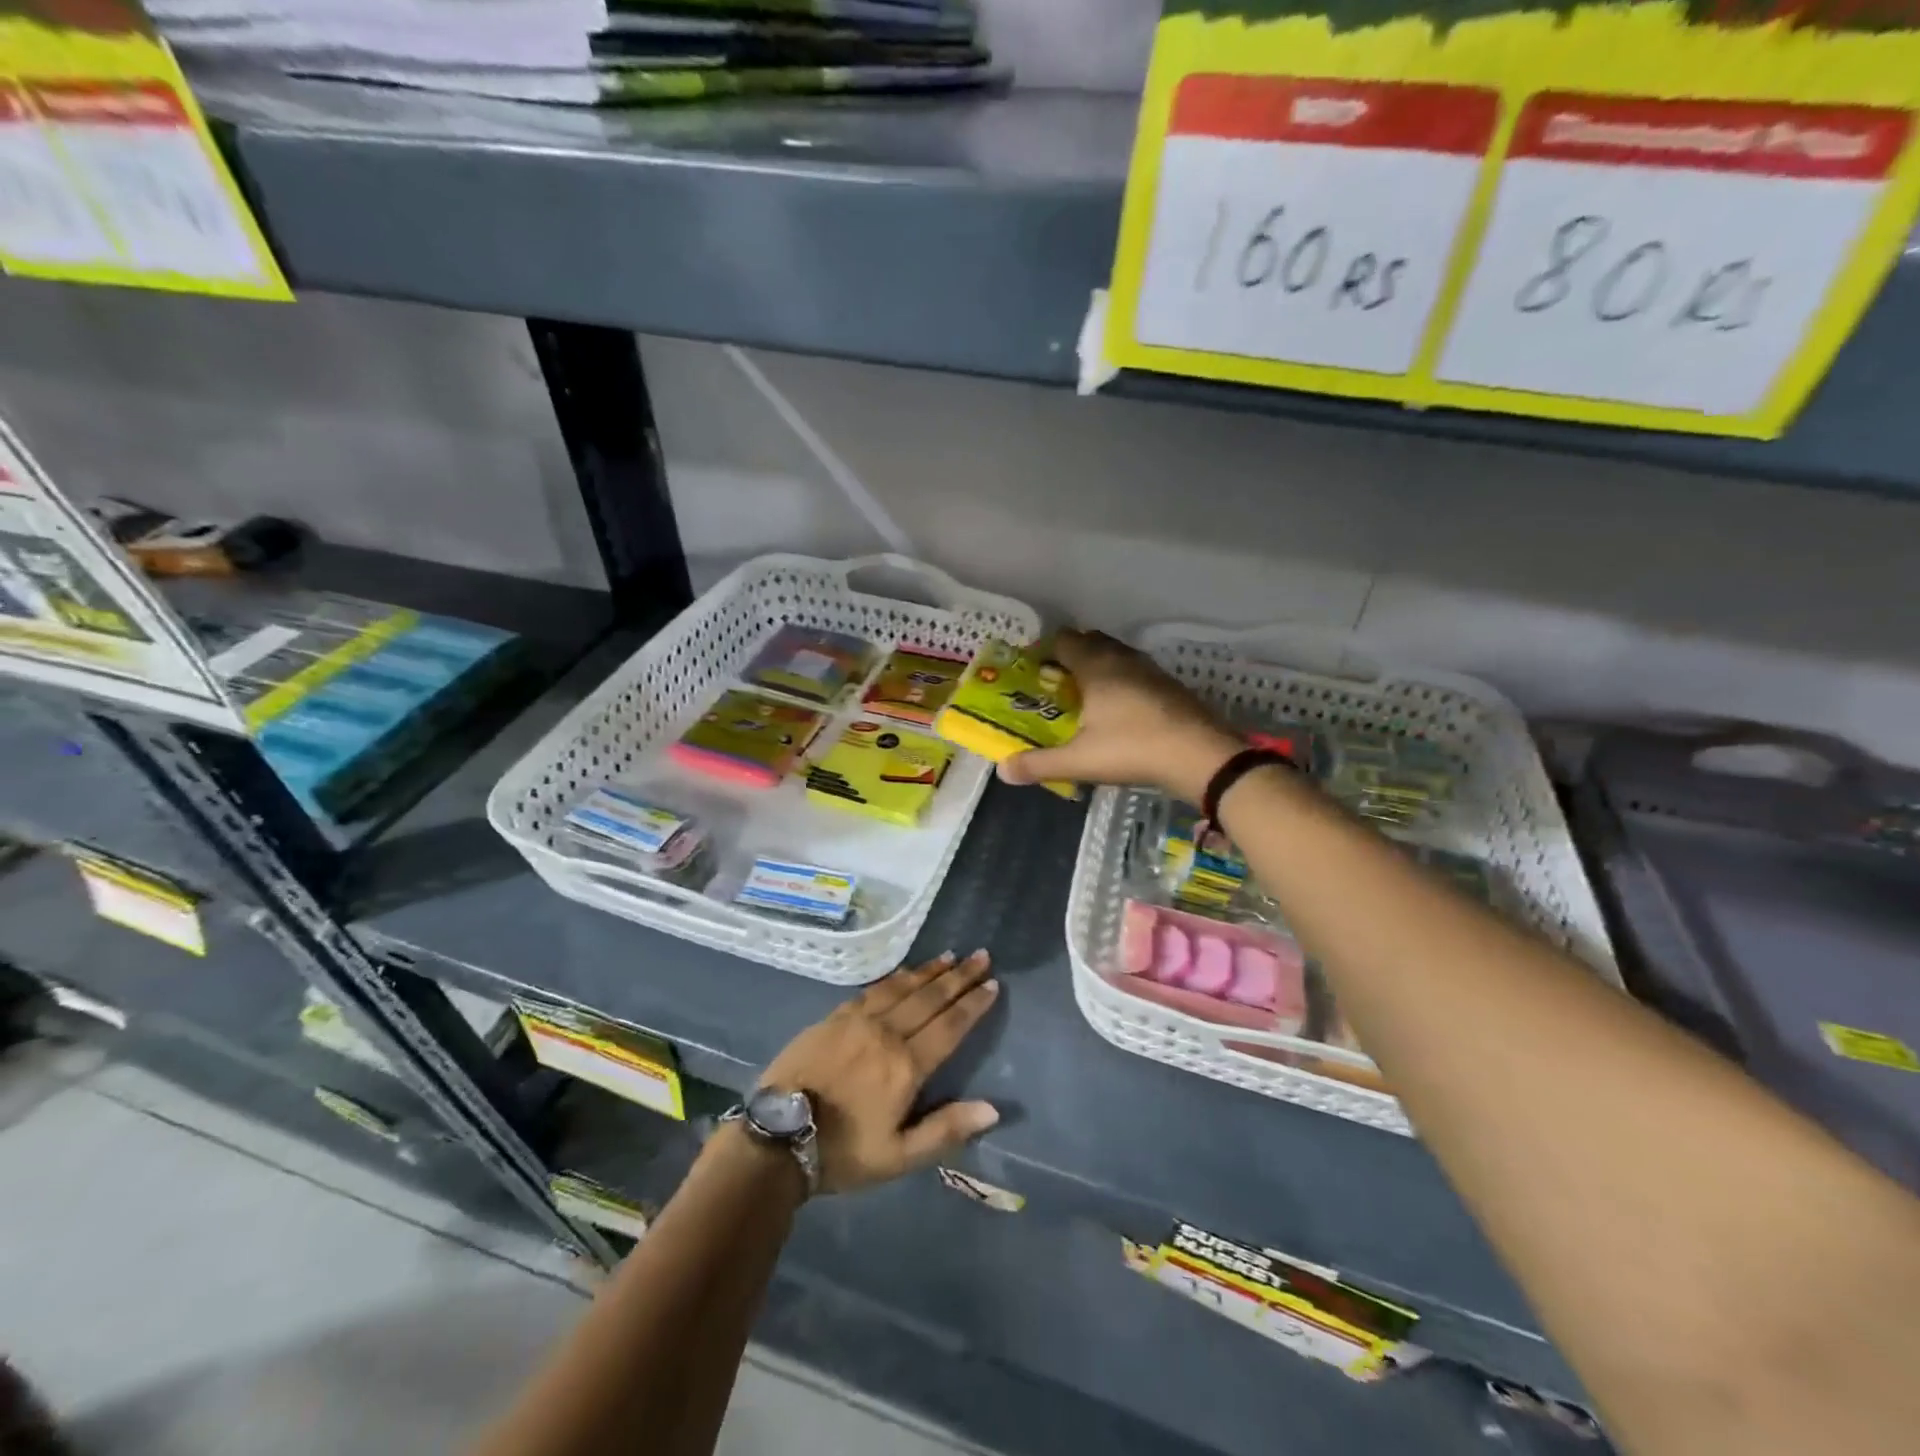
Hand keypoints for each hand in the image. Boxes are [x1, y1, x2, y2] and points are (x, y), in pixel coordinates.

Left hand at [760, 952, 999, 1194]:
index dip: (973, 1005)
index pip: (949, 1026)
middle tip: (981, 956)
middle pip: (930, 998)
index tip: (992, 983)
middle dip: (959, 977)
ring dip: (930, 971)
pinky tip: (906, 972)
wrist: (777, 1138)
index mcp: (906, 1066)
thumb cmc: (843, 1152)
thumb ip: (946, 1130)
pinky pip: (873, 989)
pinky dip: (895, 978)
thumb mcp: (898, 1156)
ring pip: (902, 988)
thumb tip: (993, 1109)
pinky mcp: (834, 1017)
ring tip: (951, 956)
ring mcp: (857, 1020)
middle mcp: (886, 1033)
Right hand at [997, 630, 1238, 802]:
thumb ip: (1039, 764)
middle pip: (1090, 642)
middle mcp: (1122, 658)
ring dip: (1098, 667)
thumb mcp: (1080, 760)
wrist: (1200, 755)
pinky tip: (1120, 710)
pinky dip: (1121, 681)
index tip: (1032, 670)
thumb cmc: (1133, 749)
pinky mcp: (1169, 686)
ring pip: (1116, 655)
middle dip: (1070, 656)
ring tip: (1085, 696)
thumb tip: (1002, 770)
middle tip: (1055, 684)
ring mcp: (1150, 670)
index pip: (1063, 640)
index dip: (1044, 650)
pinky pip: (1135, 672)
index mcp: (1096, 666)